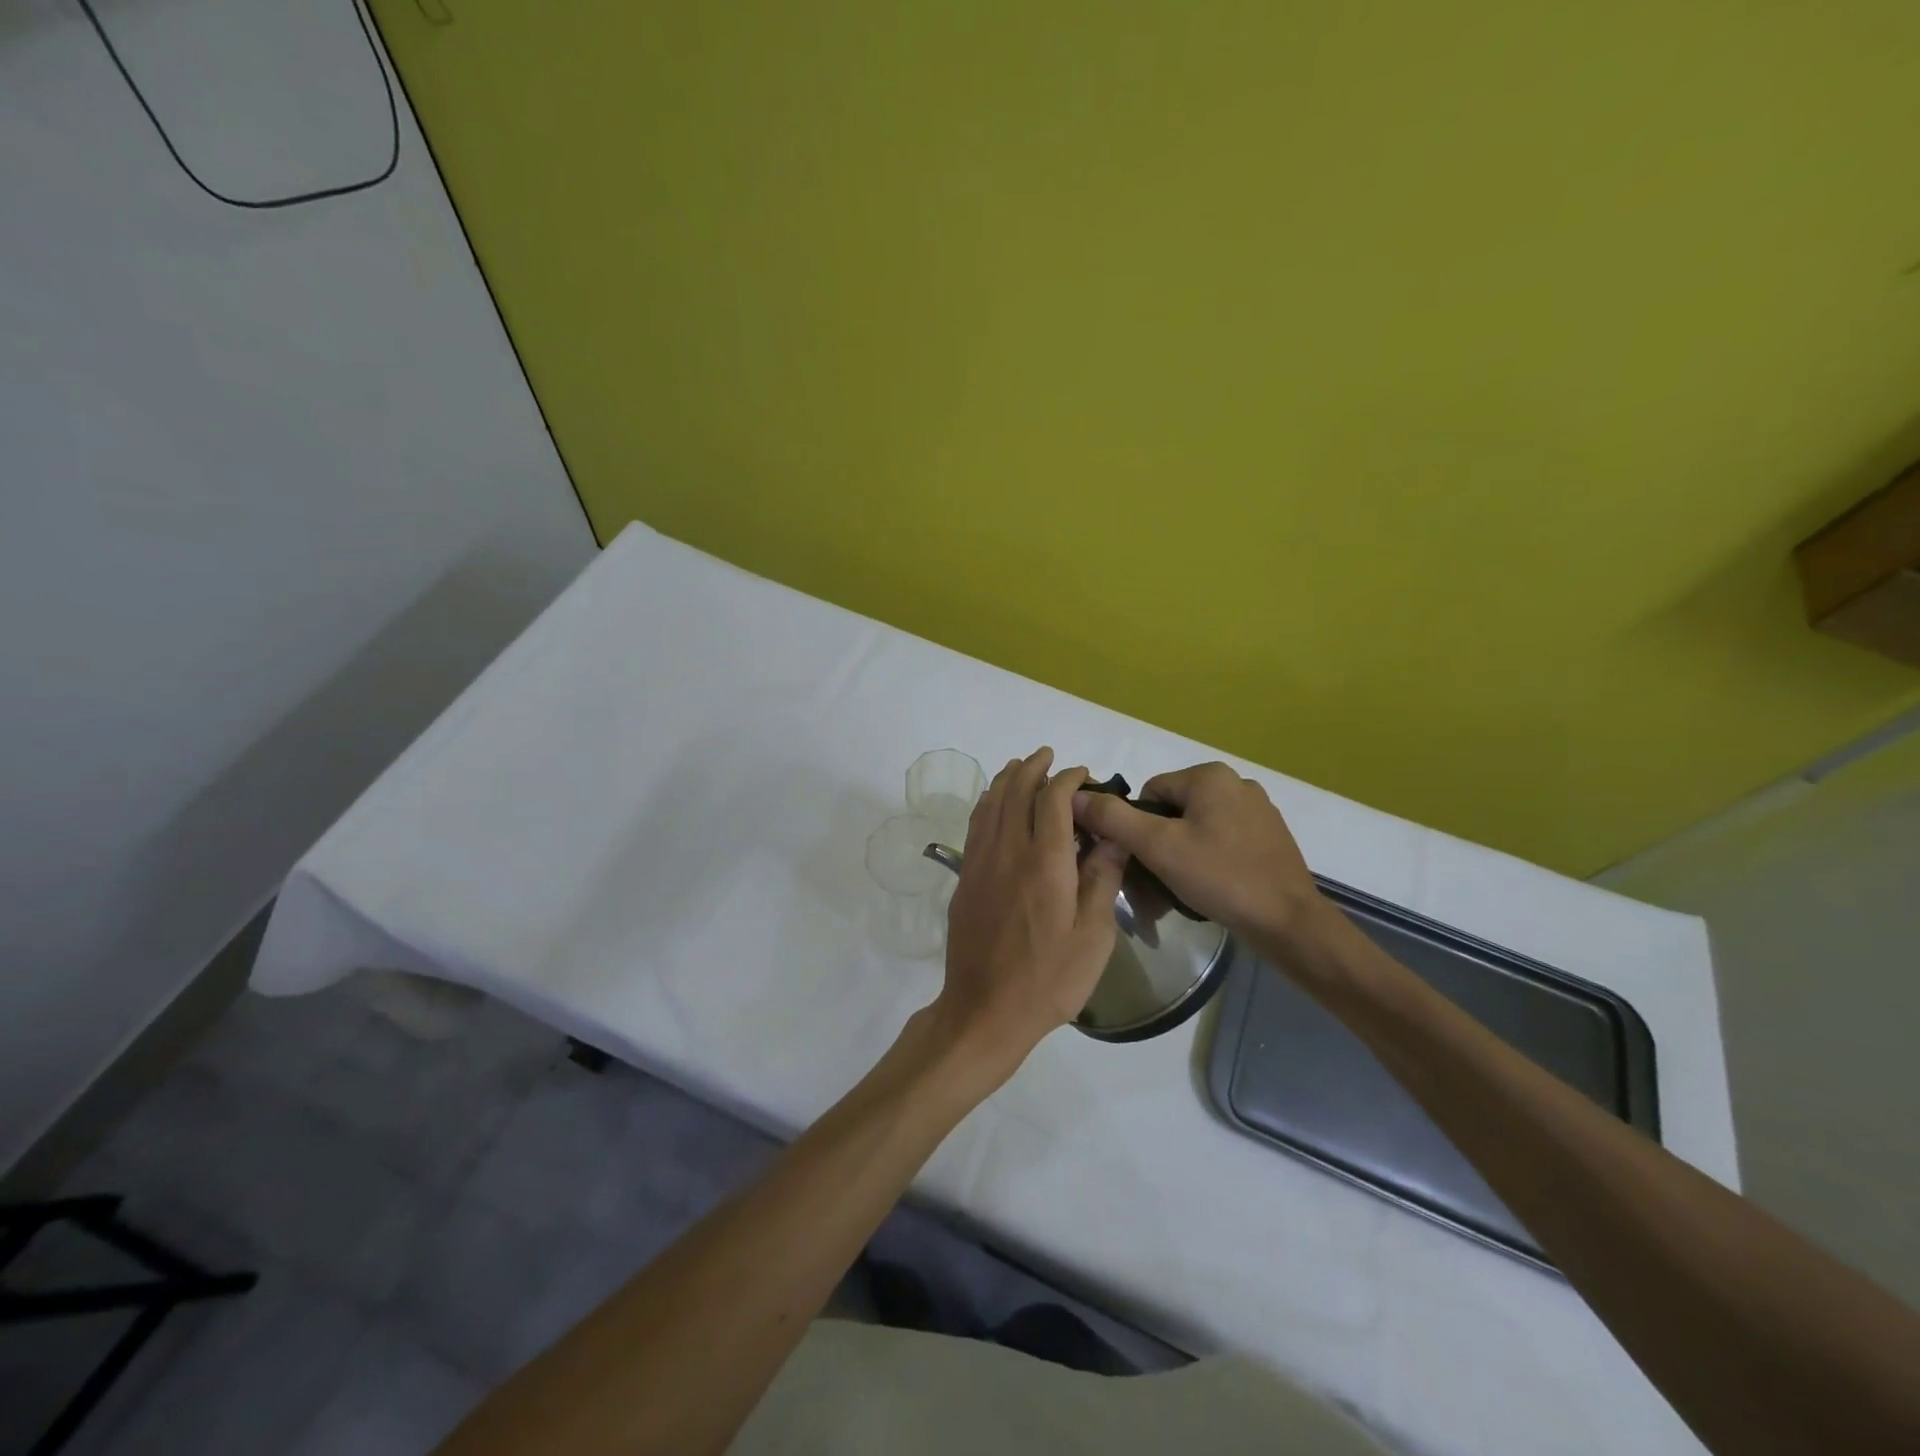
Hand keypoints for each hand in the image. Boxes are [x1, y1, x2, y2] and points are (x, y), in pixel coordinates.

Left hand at [934, 748, 1128, 1082]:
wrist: (985, 1010)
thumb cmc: (1049, 979)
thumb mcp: (1093, 936)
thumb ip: (1102, 879)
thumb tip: (1111, 834)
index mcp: (1044, 862)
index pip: (1053, 800)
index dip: (1068, 779)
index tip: (1083, 774)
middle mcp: (1008, 852)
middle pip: (1016, 791)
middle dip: (1033, 767)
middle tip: (1049, 756)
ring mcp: (980, 863)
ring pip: (990, 804)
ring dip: (1007, 779)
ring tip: (1021, 766)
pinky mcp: (965, 878)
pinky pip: (975, 825)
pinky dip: (987, 803)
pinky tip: (993, 803)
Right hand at [1071, 761, 1321, 951]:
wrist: (1290, 923)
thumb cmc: (1220, 877)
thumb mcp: (1157, 846)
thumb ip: (1113, 818)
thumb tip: (1076, 795)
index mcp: (1210, 775)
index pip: (1149, 792)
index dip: (1137, 828)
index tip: (1143, 862)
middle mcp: (1236, 783)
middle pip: (1173, 811)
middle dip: (1158, 847)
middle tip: (1156, 885)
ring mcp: (1257, 811)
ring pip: (1196, 830)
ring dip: (1180, 857)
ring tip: (1180, 892)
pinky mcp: (1269, 838)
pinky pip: (1222, 843)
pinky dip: (1207, 862)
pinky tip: (1209, 890)